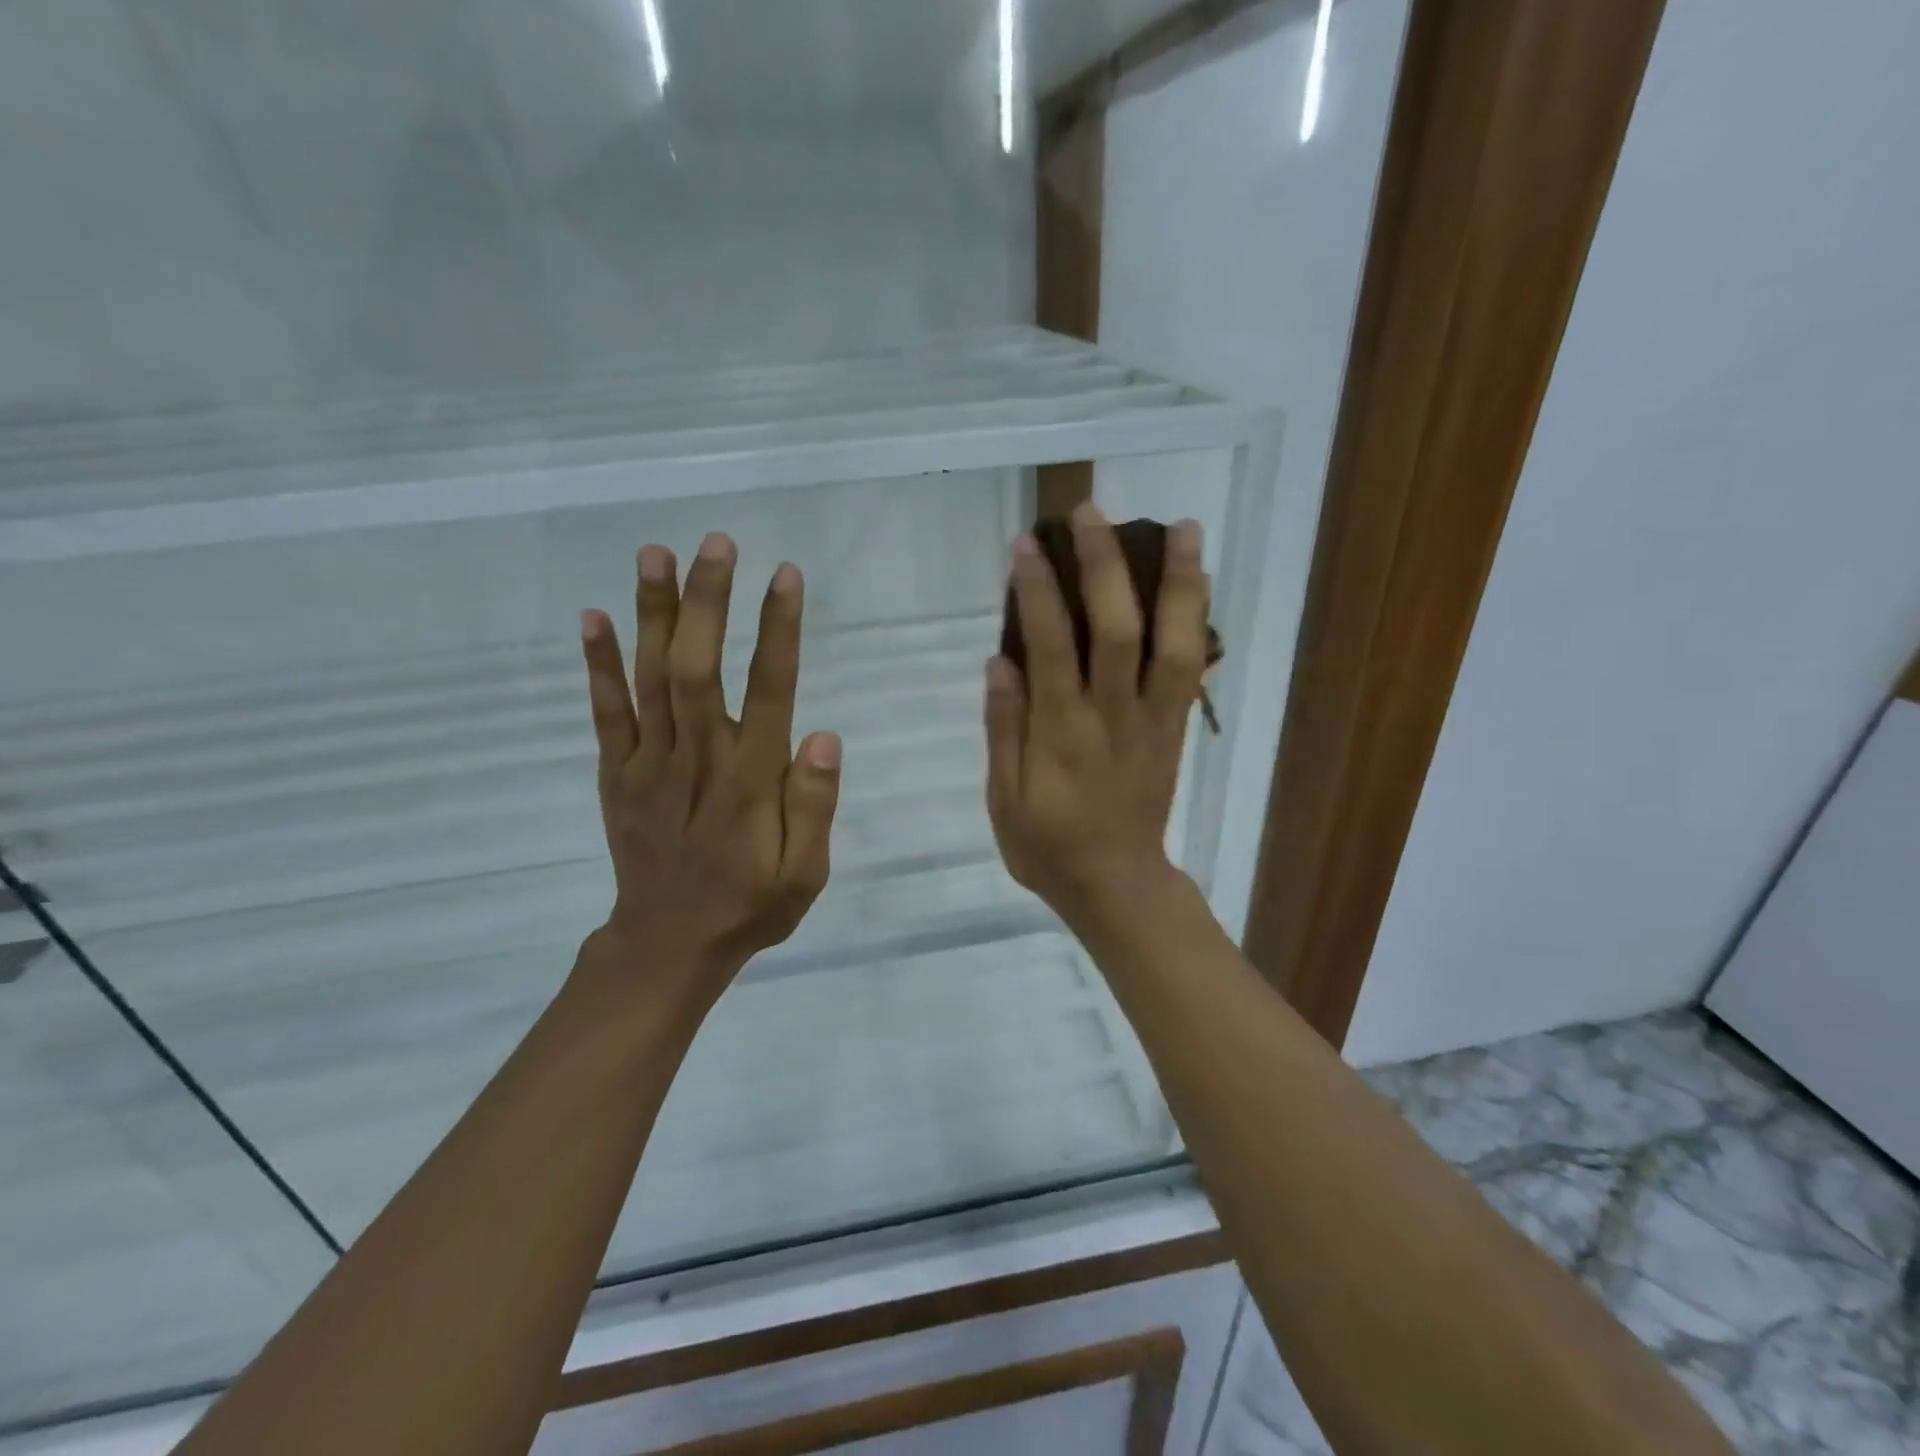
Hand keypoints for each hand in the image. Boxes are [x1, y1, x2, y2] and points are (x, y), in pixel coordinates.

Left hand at [578, 533, 841, 1003]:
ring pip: (650, 677)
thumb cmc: (749, 905)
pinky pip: (605, 712)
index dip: (778, 630)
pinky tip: (594, 616)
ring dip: (652, 613)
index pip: (769, 691)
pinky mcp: (616, 773)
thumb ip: (814, 807)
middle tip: (717, 541)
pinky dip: (598, 664)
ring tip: (655, 553)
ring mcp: (648, 763)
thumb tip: (825, 738)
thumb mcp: (804, 874)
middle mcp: (698, 759)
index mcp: (749, 781)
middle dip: (708, 601)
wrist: (666, 945)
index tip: (784, 575)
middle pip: (698, 667)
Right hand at [985, 504, 1208, 928]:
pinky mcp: (1175, 729)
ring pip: (1174, 643)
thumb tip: (1001, 661)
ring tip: (1182, 526)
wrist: (1117, 886)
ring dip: (1179, 583)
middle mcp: (1113, 718)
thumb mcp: (1003, 801)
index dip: (1039, 592)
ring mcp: (1153, 721)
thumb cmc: (1048, 848)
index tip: (1027, 545)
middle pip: (1117, 630)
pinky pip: (1192, 669)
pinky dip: (1197, 620)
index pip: (1051, 648)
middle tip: (1092, 511)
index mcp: (1062, 736)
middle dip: (1104, 566)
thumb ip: (1003, 730)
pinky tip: (1197, 580)